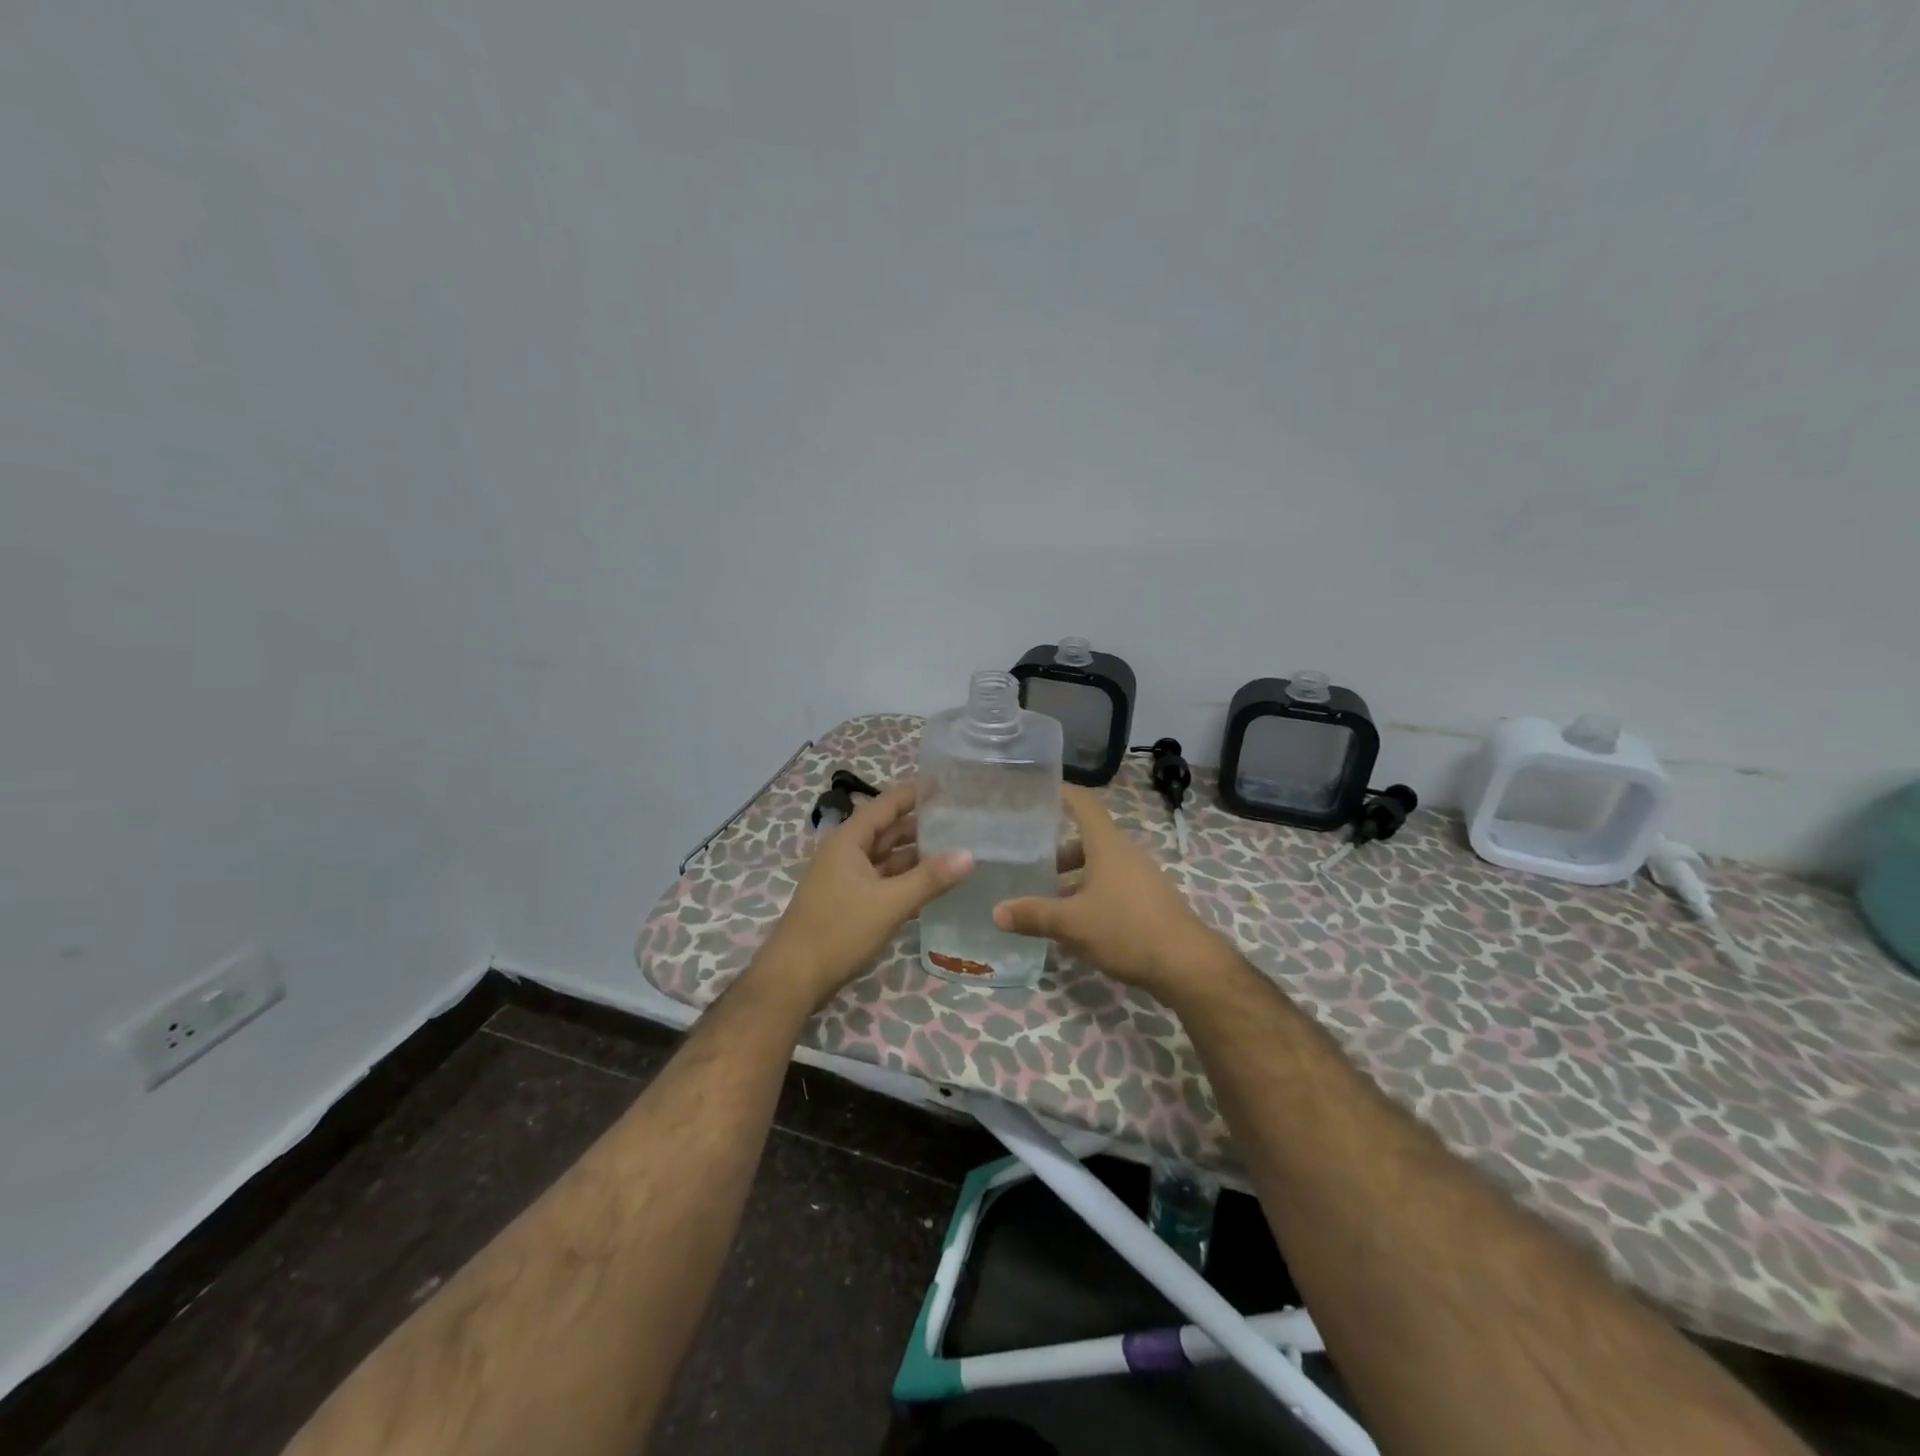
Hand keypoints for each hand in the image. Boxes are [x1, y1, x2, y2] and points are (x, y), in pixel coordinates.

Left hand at [759, 783, 972, 1009]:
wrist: (794, 978)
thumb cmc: (840, 930)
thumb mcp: (891, 903)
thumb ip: (930, 878)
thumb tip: (970, 854)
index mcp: (849, 840)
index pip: (888, 804)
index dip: (916, 793)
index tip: (948, 784)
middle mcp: (845, 852)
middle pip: (888, 830)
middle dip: (921, 825)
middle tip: (961, 820)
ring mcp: (845, 878)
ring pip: (886, 858)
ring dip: (915, 855)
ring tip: (955, 850)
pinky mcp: (848, 902)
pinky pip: (882, 880)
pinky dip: (905, 879)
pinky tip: (932, 885)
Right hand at [992, 785, 1218, 994]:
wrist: (1186, 965)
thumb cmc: (1126, 929)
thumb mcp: (1072, 924)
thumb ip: (1034, 915)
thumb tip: (996, 912)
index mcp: (1107, 845)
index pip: (1084, 804)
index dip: (1062, 793)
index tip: (1037, 792)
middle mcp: (1125, 854)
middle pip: (1087, 840)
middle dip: (1057, 850)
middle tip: (1027, 860)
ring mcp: (1140, 878)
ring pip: (1099, 867)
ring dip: (1073, 877)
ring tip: (1044, 897)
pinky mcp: (1148, 902)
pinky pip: (1112, 887)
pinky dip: (1089, 895)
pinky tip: (1073, 922)